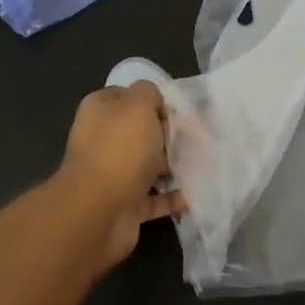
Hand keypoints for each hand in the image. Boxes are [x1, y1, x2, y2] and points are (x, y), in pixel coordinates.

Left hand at [51, 82, 184, 270]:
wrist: (99, 211)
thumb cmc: (120, 149)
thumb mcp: (138, 105)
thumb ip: (149, 93)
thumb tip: (154, 101)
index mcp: (100, 111)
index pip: (128, 97)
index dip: (154, 101)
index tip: (180, 112)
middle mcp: (102, 140)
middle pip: (141, 132)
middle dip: (169, 135)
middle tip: (198, 139)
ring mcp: (112, 175)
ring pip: (149, 165)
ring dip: (174, 166)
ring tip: (204, 164)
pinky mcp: (125, 204)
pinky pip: (155, 198)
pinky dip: (174, 197)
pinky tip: (197, 193)